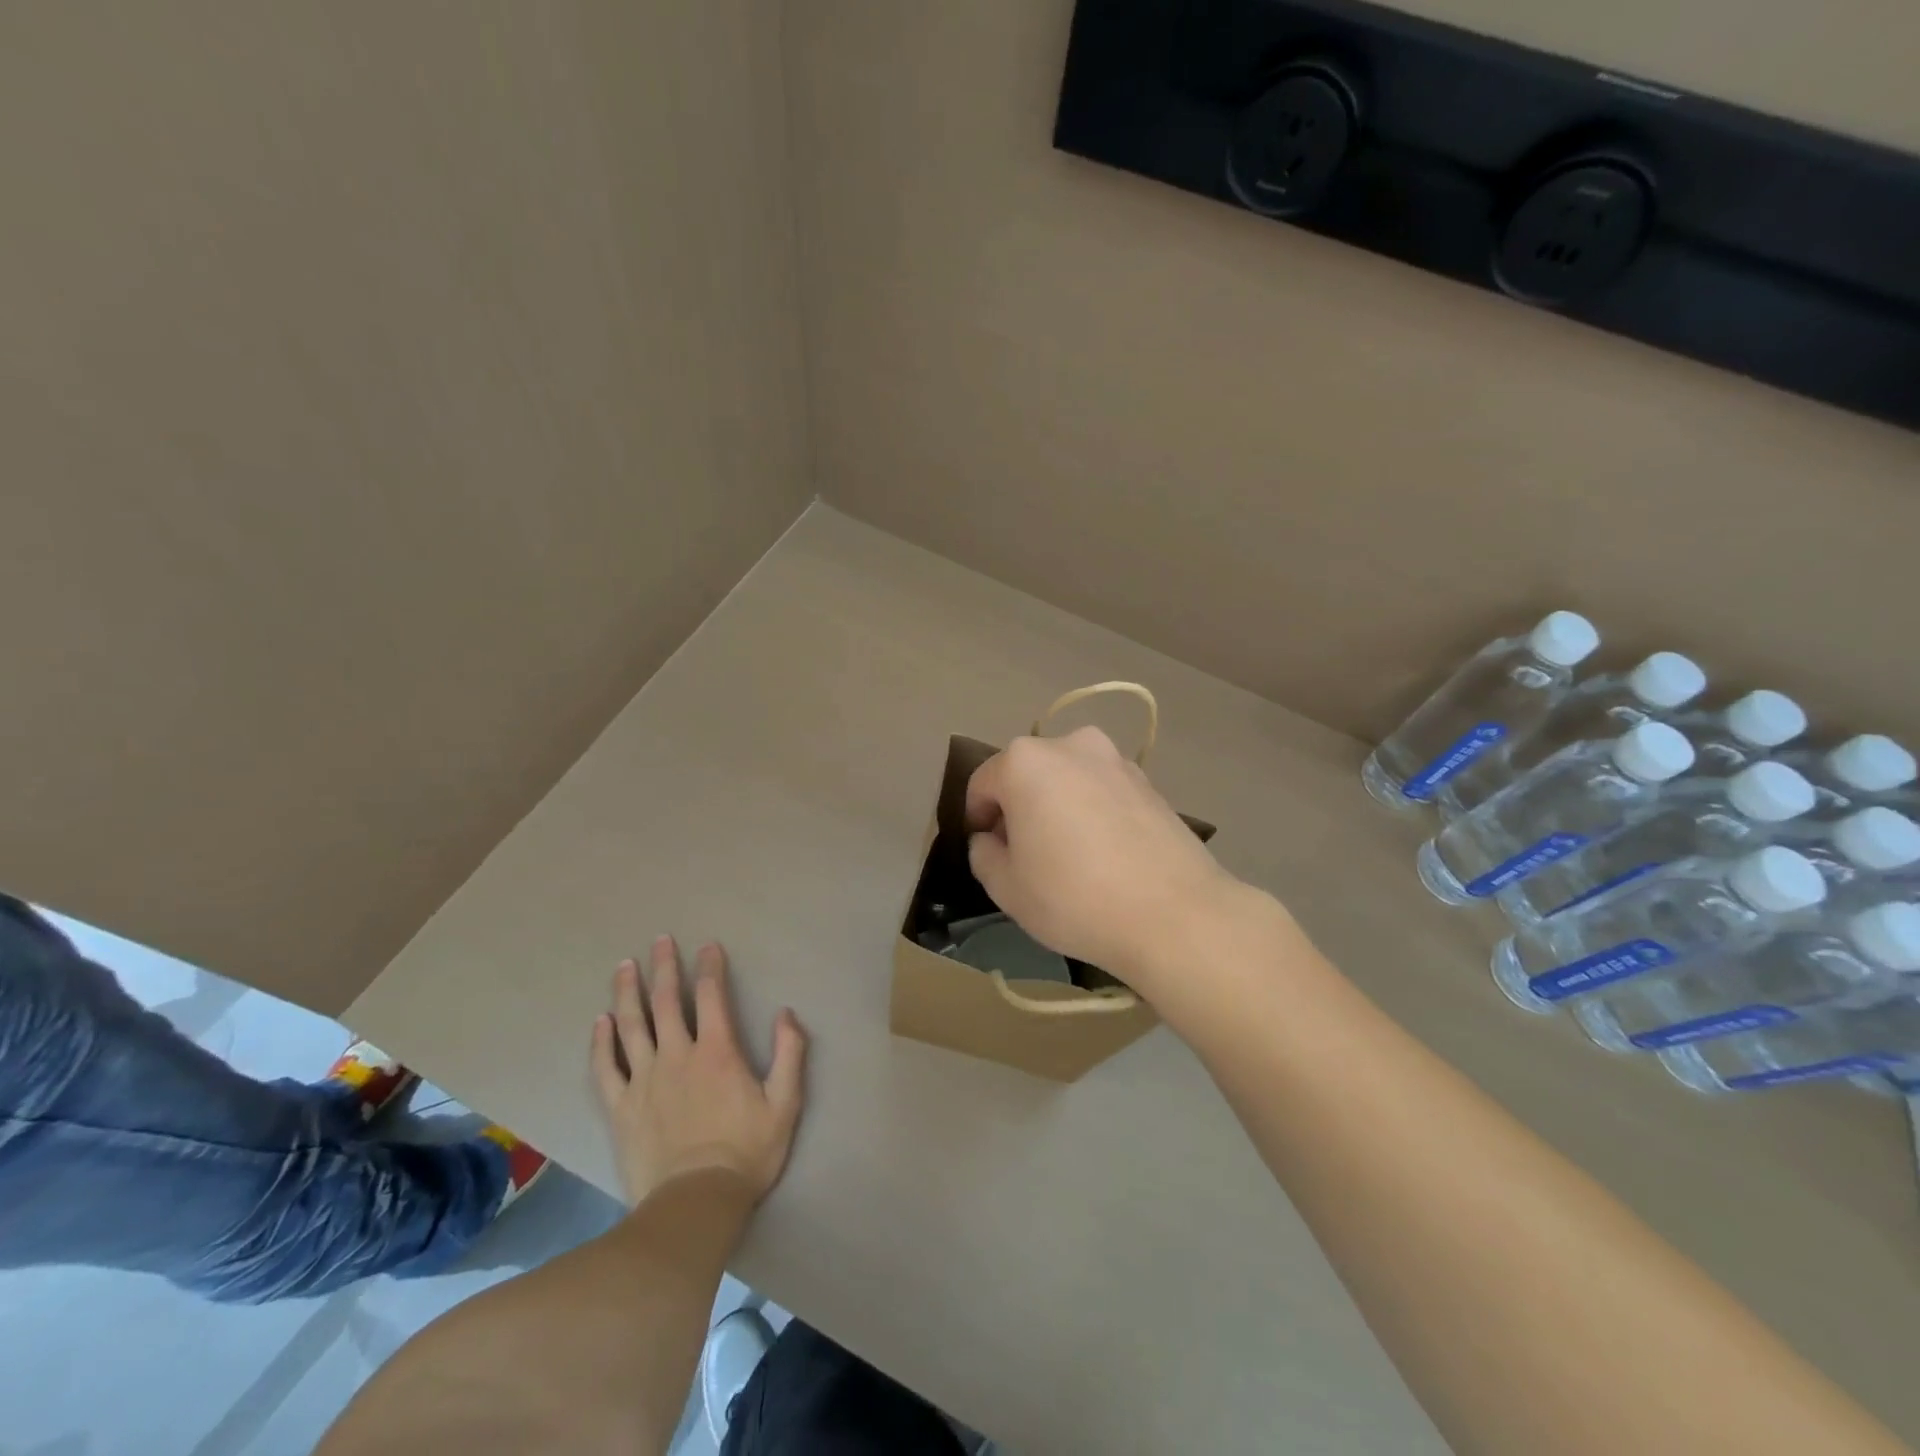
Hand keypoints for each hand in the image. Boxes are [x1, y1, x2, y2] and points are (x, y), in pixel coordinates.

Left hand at [590, 937, 806, 1208]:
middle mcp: (677, 1055)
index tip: (708, 946)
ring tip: (624, 966)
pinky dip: (601, 1042)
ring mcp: (644, 1081)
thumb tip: (786, 1013)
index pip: (711, 996)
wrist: (695, 1204)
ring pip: (631, 1026)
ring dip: (627, 993)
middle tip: (660, 940)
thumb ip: (789, 1053)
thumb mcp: (784, 1103)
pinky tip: (600, 1022)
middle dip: (664, 967)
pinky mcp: (621, 1108)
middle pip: (666, 1002)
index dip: (710, 967)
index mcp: (717, 1051)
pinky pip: (606, 1068)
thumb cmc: (746, 1152)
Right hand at [964, 726, 1240, 986]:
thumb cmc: (1073, 897)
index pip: (982, 784)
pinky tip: (1103, 854)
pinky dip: (1092, 813)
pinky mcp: (1149, 782)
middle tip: (1024, 856)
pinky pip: (1102, 791)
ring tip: (1068, 856)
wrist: (1174, 914)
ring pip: (1067, 780)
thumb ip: (983, 854)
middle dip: (1018, 809)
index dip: (976, 819)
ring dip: (1057, 808)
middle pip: (1026, 775)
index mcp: (1025, 761)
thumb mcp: (1006, 887)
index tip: (986, 852)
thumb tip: (991, 839)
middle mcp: (1070, 745)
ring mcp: (1115, 760)